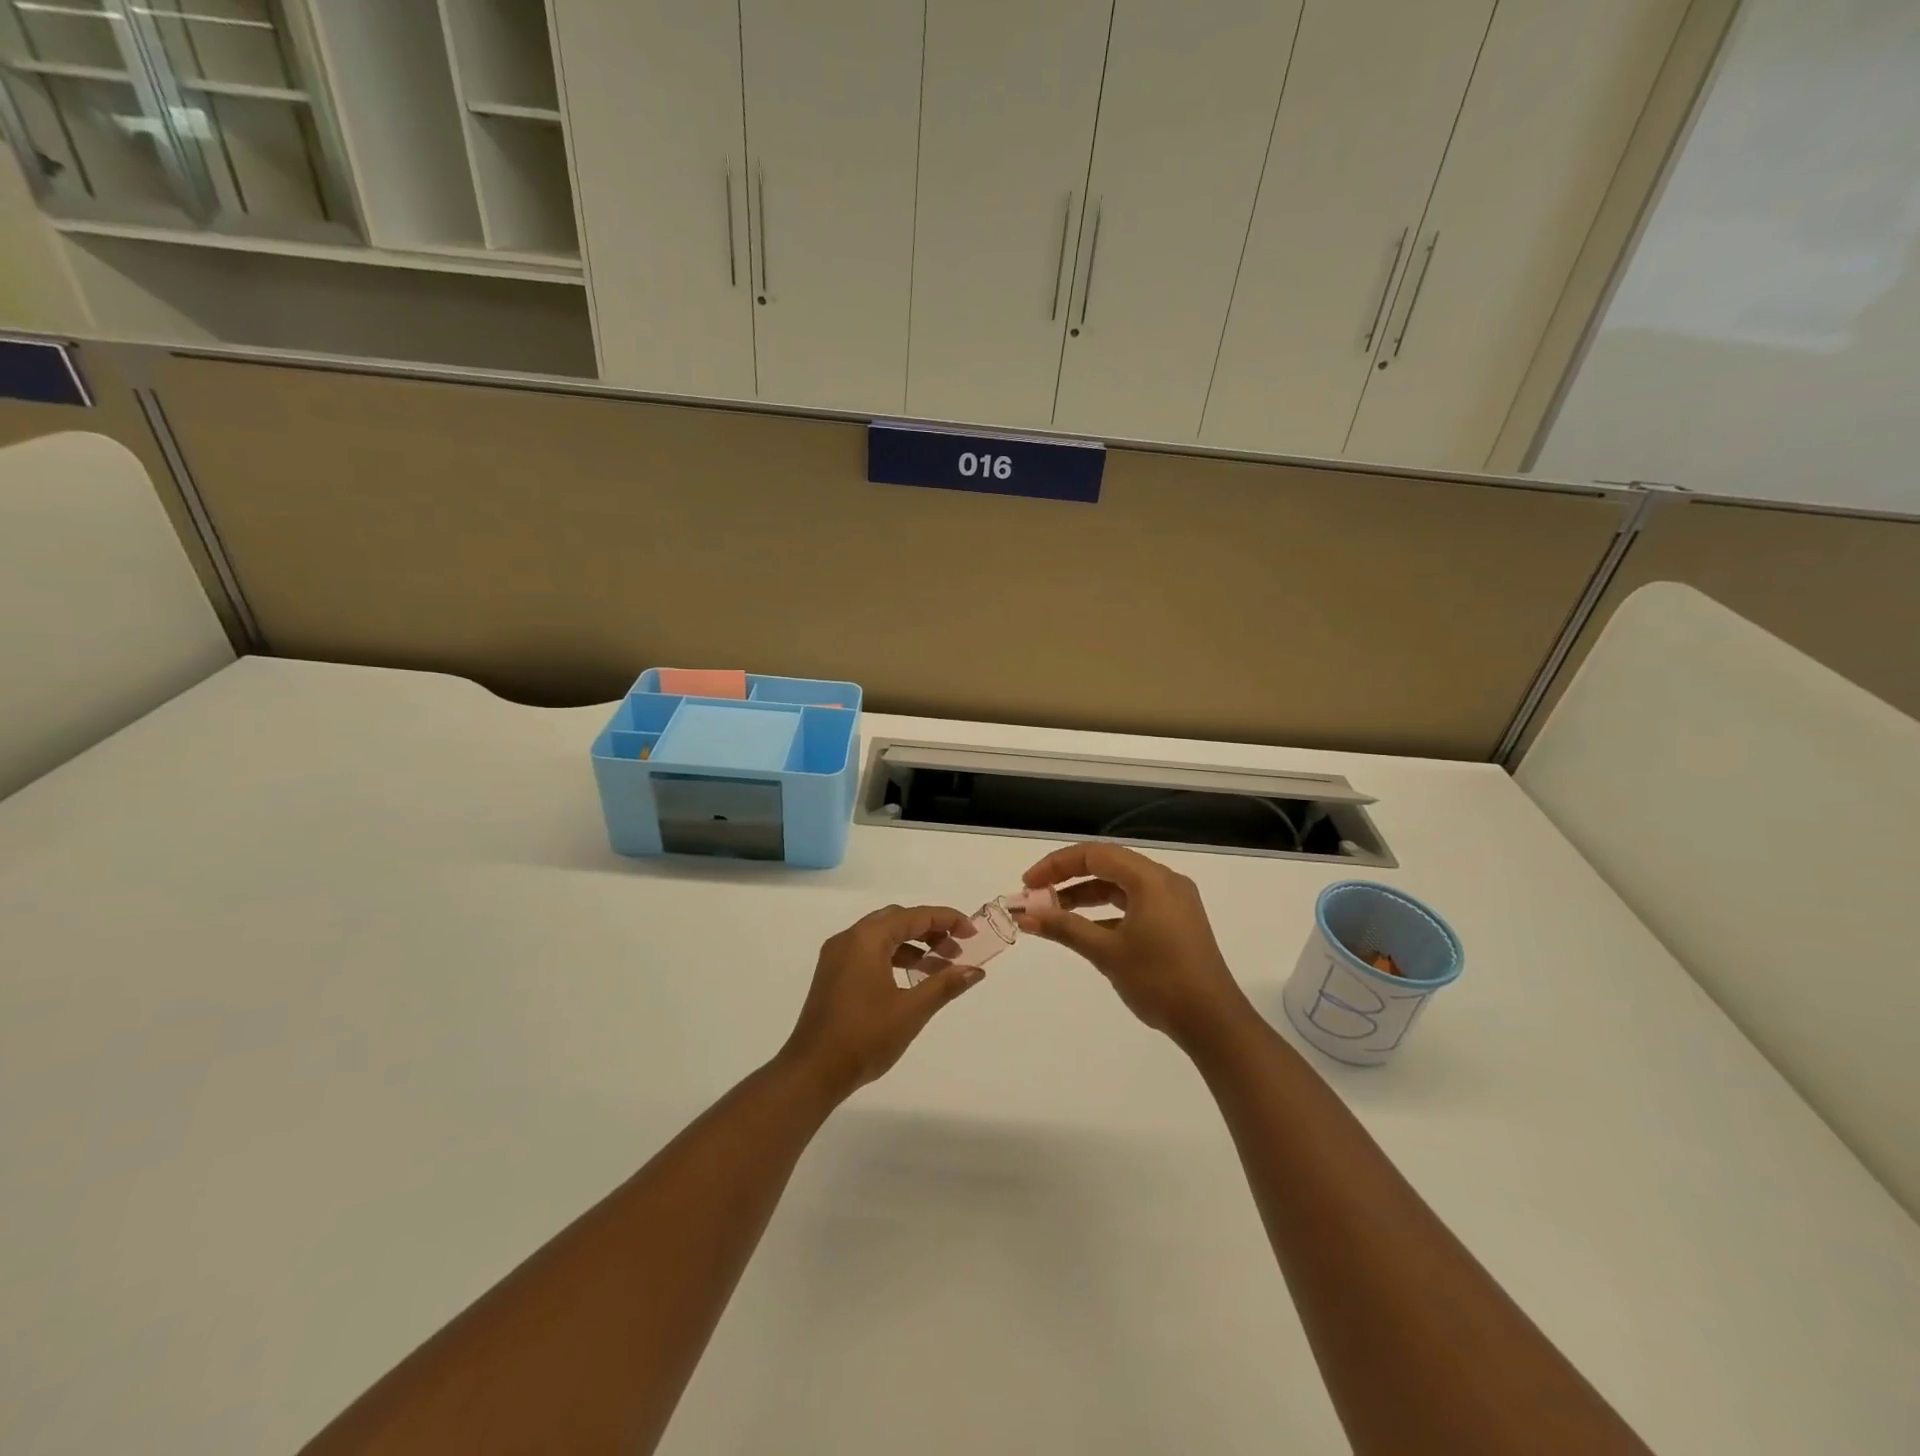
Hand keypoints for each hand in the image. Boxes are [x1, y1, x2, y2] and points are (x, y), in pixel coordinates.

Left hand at [779, 904, 983, 1102]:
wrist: (813, 1071)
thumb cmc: (865, 1037)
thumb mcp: (911, 1010)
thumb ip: (945, 985)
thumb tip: (975, 970)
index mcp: (867, 939)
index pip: (914, 916)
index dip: (947, 920)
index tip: (972, 933)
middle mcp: (849, 938)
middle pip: (897, 920)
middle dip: (930, 930)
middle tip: (957, 949)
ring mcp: (837, 956)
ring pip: (882, 936)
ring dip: (912, 945)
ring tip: (940, 967)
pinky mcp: (832, 974)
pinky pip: (868, 952)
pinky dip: (893, 957)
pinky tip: (911, 979)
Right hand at [1014, 843, 1253, 1052]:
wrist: (1213, 1022)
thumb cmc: (1159, 981)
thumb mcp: (1106, 953)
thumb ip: (1064, 928)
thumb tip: (1024, 916)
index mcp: (1150, 879)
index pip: (1094, 855)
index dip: (1056, 865)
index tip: (1027, 885)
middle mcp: (1164, 881)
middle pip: (1107, 864)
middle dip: (1067, 878)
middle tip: (1035, 896)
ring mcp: (1173, 901)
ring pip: (1120, 885)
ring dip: (1085, 895)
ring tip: (1053, 913)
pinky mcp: (1176, 922)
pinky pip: (1134, 903)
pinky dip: (1107, 911)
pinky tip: (1085, 930)